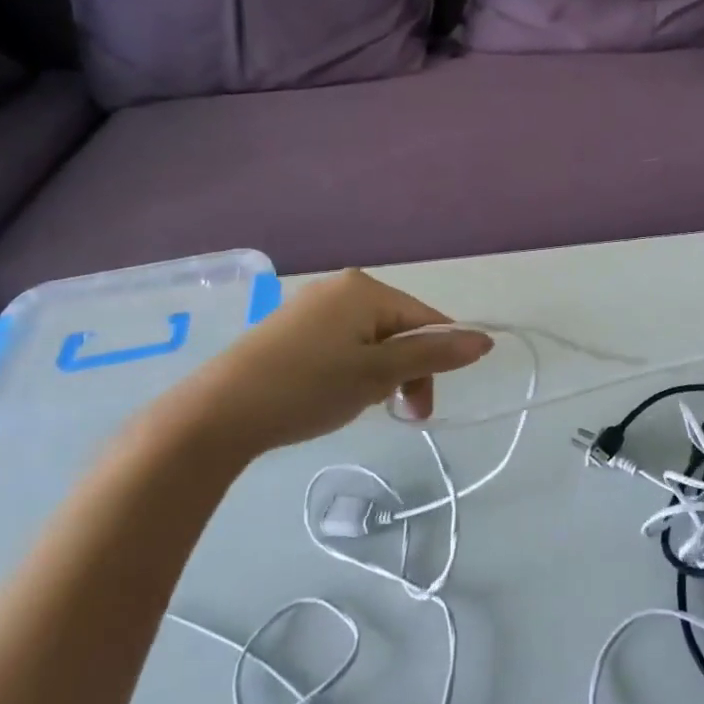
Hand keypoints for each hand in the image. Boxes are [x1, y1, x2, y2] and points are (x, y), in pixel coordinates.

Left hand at [130, 270, 492, 463]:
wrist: (218, 413)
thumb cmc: (308, 387)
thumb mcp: (378, 374)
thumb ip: (434, 355)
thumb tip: (486, 340)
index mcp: (366, 289)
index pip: (427, 320)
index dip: (437, 361)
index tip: (422, 407)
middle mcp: (341, 288)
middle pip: (400, 330)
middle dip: (407, 373)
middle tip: (398, 415)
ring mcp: (313, 307)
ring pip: (372, 341)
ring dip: (381, 376)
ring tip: (361, 406)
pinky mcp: (291, 329)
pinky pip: (344, 344)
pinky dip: (353, 371)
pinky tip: (334, 396)